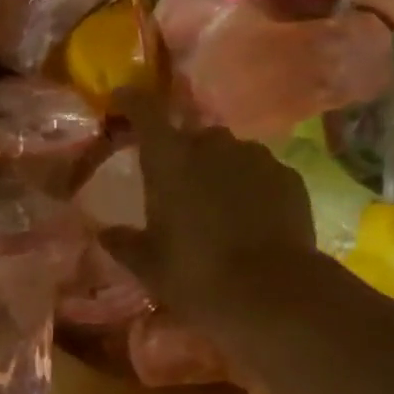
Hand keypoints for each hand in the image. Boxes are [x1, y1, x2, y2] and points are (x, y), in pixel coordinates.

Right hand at [103, 90, 316, 323]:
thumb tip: (105, 233)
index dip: (132, 102)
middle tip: (178, 186)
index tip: (122, 99)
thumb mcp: (150, 267)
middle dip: (182, 153)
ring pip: (230, 153)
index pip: (145, 112)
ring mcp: (256, 157)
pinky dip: (251, 186)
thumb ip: (124, 243)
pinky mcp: (288, 177)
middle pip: (192, 135)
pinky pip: (260, 172)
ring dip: (219, 170)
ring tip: (219, 206)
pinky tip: (252, 218)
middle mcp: (213, 146)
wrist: (273, 294)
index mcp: (170, 161)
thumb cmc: (197, 276)